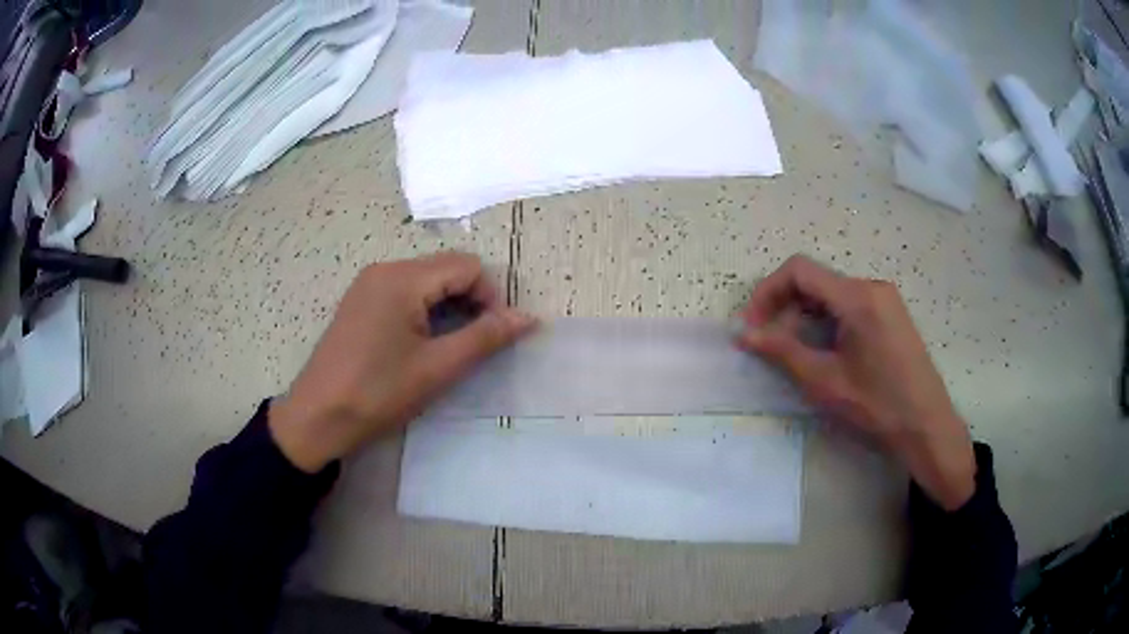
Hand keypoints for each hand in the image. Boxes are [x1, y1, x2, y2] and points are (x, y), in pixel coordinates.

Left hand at [268, 252, 535, 472]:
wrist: (317, 417)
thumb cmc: (378, 393)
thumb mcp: (437, 368)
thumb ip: (485, 337)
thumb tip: (528, 317)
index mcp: (403, 278)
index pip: (467, 266)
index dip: (491, 297)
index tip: (494, 337)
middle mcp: (384, 270)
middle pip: (445, 270)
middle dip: (470, 302)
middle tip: (473, 346)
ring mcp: (368, 285)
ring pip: (426, 282)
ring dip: (448, 309)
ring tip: (447, 349)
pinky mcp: (360, 303)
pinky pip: (404, 294)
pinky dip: (424, 312)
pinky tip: (420, 346)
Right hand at [737, 255, 975, 510]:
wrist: (927, 426)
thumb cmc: (877, 406)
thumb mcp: (825, 381)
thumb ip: (782, 352)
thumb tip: (743, 333)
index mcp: (857, 296)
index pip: (799, 271)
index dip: (767, 293)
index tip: (752, 326)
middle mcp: (872, 286)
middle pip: (816, 281)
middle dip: (785, 308)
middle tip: (769, 346)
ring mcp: (885, 299)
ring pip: (831, 294)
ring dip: (805, 317)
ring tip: (795, 354)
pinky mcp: (891, 314)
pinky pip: (849, 305)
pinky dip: (827, 322)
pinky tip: (825, 352)